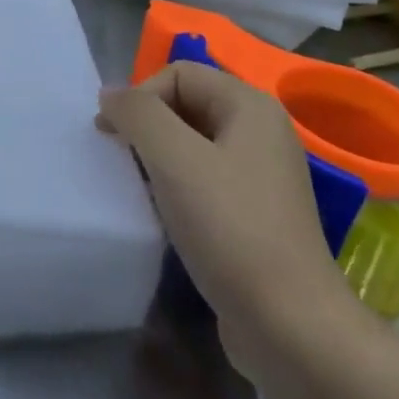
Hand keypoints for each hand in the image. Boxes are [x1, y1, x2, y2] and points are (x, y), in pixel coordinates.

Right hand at [98, 62, 362, 376]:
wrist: (289, 324)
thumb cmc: (230, 228)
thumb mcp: (174, 159)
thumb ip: (137, 113)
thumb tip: (110, 94)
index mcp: (250, 106)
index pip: (178, 73)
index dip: (139, 96)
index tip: (112, 136)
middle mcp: (260, 132)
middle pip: (185, 104)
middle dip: (146, 125)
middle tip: (120, 159)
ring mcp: (260, 175)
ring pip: (191, 144)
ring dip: (157, 157)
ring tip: (137, 185)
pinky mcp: (253, 213)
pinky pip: (203, 178)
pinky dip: (175, 186)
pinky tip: (162, 213)